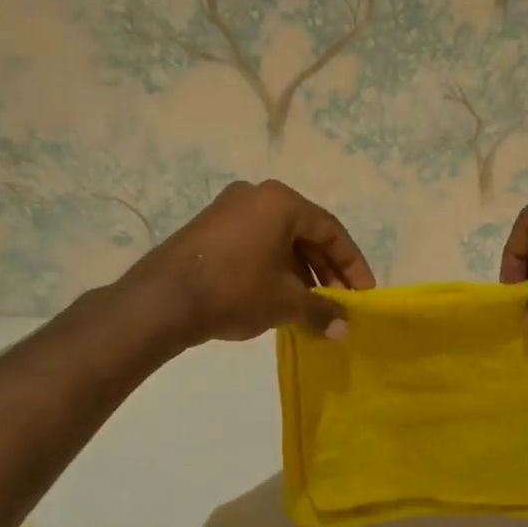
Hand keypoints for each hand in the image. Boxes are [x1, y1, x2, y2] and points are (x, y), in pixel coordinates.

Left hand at [123, 180, 373, 346]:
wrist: (163, 300)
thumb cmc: (235, 290)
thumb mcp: (286, 302)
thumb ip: (322, 312)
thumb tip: (345, 330)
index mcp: (282, 202)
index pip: (331, 231)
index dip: (353, 265)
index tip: (364, 293)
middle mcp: (257, 195)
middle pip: (305, 233)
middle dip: (326, 270)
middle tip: (340, 302)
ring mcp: (228, 209)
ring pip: (279, 240)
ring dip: (301, 272)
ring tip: (312, 306)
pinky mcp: (209, 228)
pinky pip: (255, 244)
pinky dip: (274, 268)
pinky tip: (280, 297)